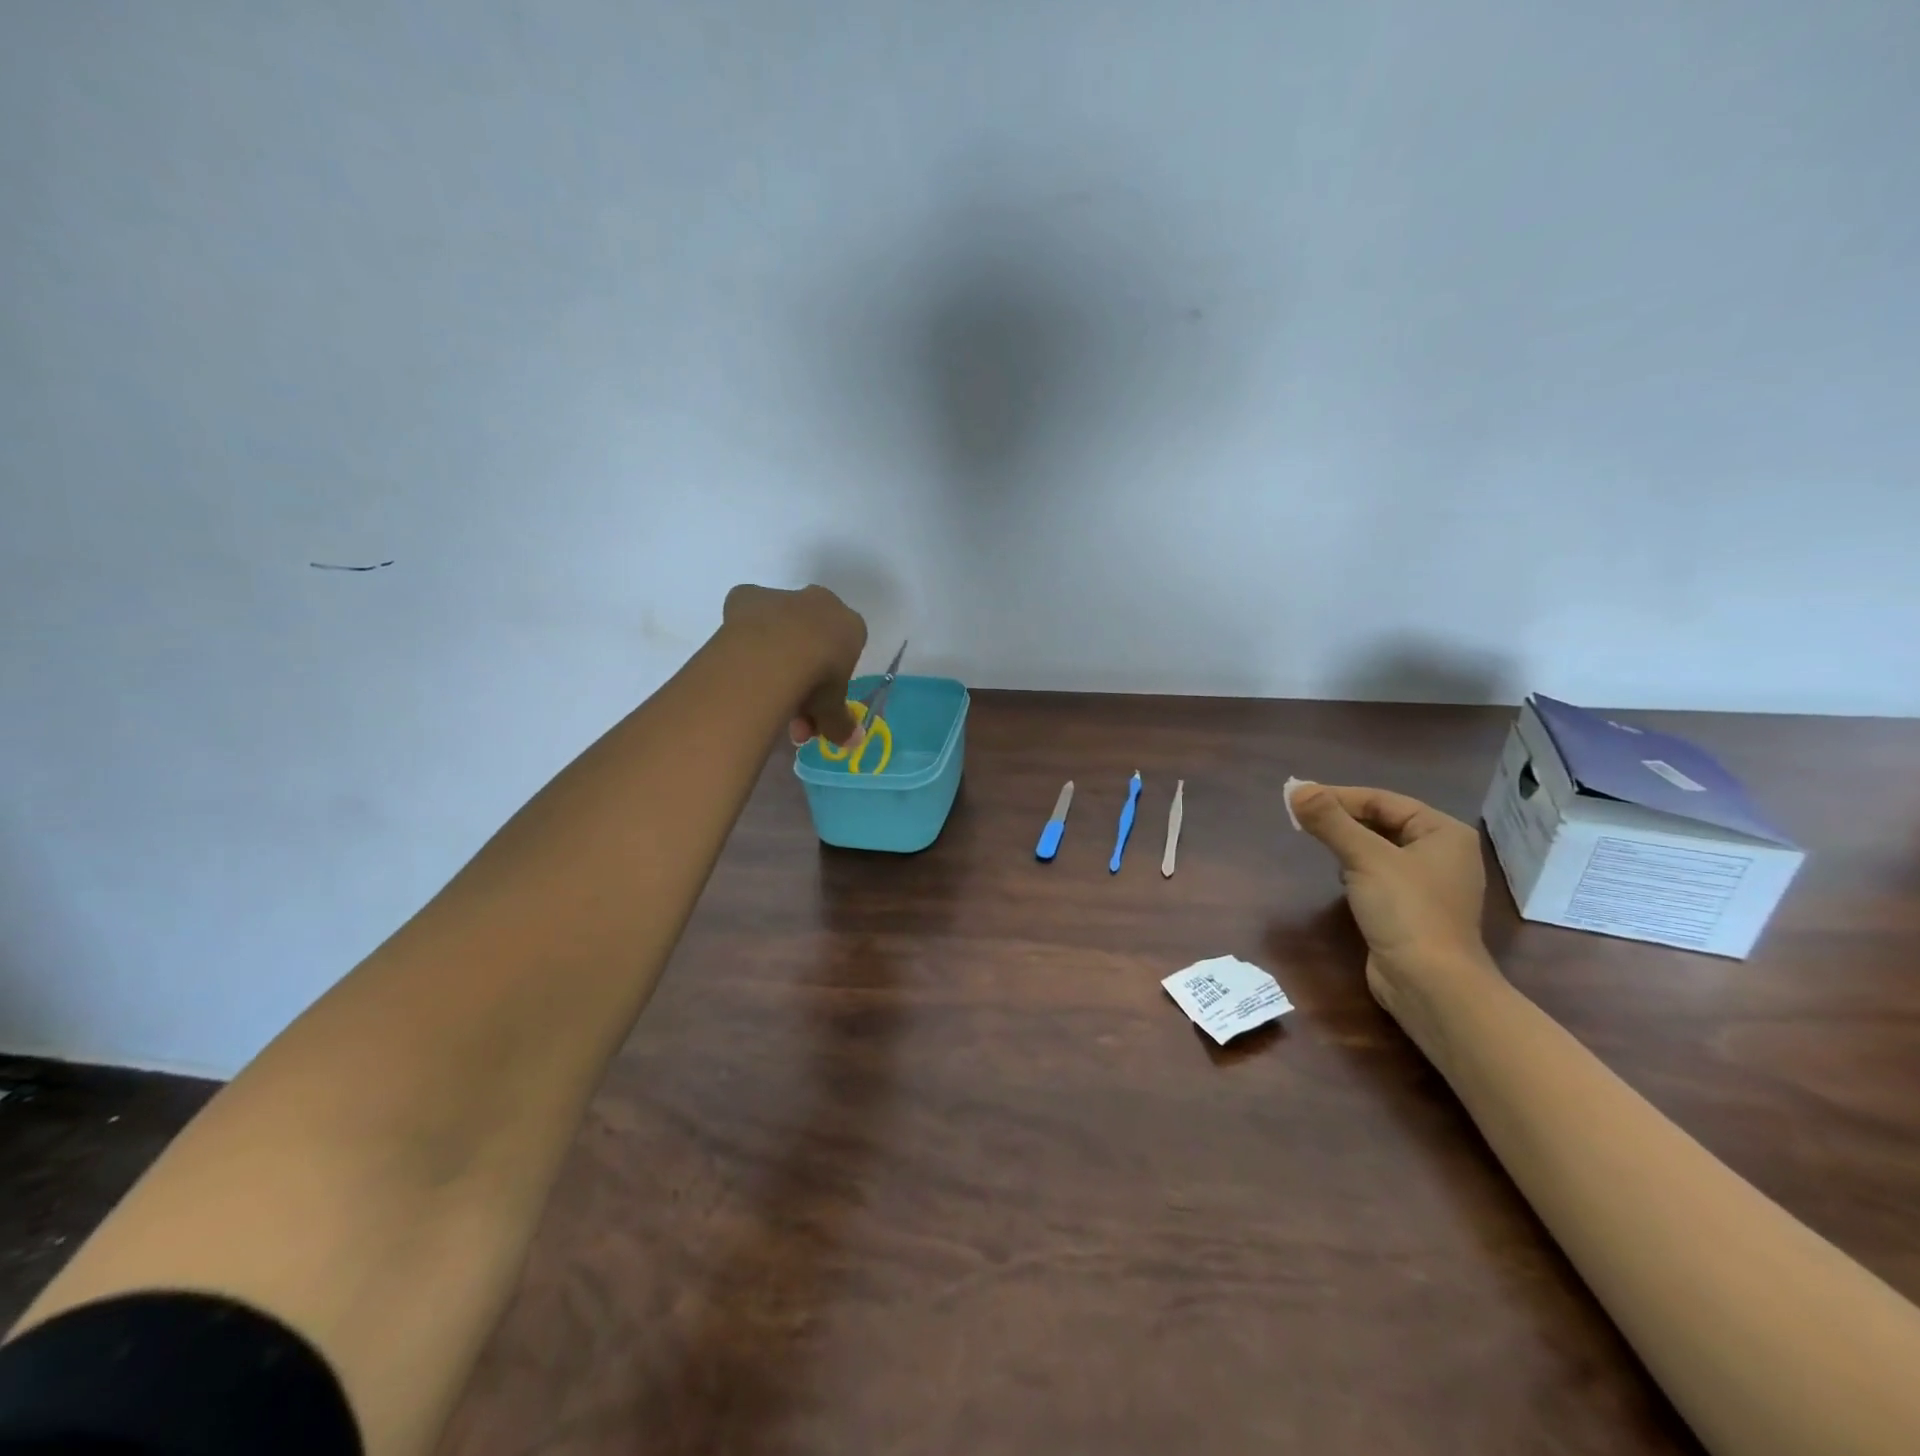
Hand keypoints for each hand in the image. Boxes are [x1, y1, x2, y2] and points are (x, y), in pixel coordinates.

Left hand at [721, 583, 867, 747]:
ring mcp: (783, 597)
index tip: (819, 704)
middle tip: (790, 712)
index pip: (846, 650)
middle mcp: (820, 603)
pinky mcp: (747, 596)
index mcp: (850, 625)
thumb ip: (839, 722)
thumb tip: (853, 742)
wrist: (774, 655)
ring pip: (781, 631)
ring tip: (762, 699)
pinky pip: (750, 621)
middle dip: (802, 675)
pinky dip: (747, 641)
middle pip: (812, 639)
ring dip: (774, 661)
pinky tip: (742, 668)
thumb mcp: (831, 709)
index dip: (832, 679)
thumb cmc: (817, 679)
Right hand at [1291, 784, 1496, 1036]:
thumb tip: (1294, 788)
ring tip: (1316, 842)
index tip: (1299, 800)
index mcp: (1443, 832)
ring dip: (1348, 843)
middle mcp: (1442, 853)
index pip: (1383, 800)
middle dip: (1342, 819)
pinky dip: (1356, 869)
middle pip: (1383, 822)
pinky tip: (1340, 877)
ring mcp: (1429, 884)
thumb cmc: (1407, 911)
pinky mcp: (1413, 909)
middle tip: (1300, 819)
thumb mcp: (1365, 858)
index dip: (1339, 796)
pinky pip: (1380, 874)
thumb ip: (1330, 821)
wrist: (1431, 985)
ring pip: (1380, 848)